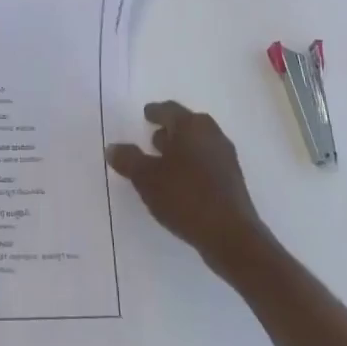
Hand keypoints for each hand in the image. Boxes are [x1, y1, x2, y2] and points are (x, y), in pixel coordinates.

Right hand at [107, 101, 269, 274]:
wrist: (231, 236)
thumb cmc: (185, 197)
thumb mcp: (146, 178)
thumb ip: (128, 160)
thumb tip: (113, 147)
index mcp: (191, 126)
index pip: (169, 110)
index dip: (155, 112)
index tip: (146, 114)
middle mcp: (211, 134)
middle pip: (187, 125)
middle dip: (169, 130)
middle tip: (152, 138)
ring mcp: (226, 157)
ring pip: (198, 144)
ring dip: (181, 149)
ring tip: (164, 163)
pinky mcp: (233, 180)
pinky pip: (207, 163)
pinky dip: (192, 166)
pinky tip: (181, 183)